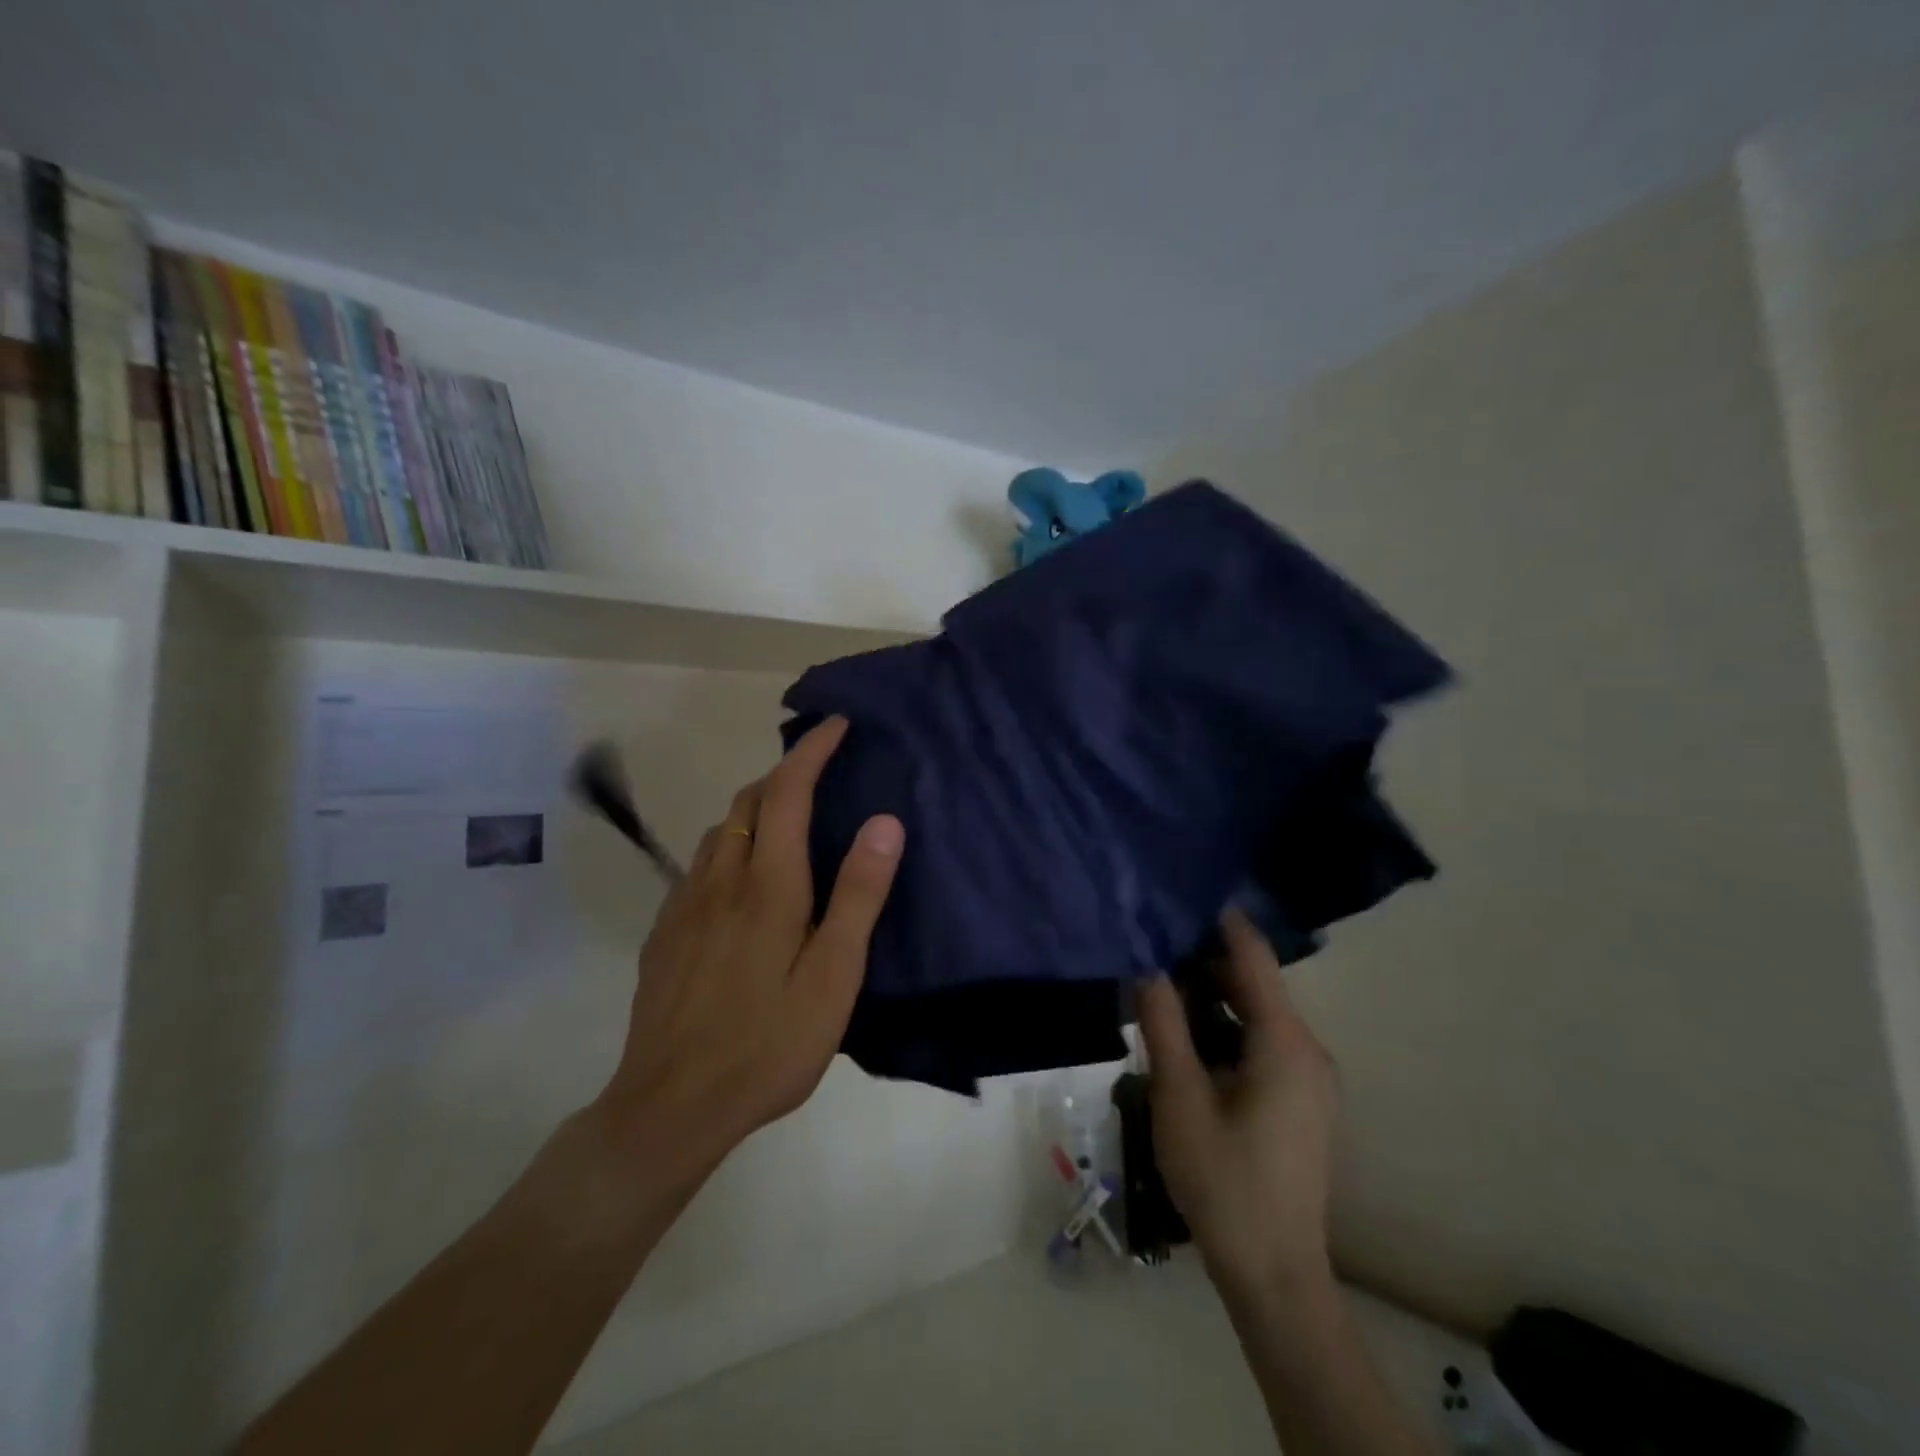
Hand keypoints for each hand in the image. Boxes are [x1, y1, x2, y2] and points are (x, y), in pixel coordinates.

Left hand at [595, 716, 903, 1189]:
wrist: (671, 1105)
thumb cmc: (768, 1042)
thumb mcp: (833, 975)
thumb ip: (859, 895)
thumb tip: (884, 821)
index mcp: (767, 884)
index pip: (788, 791)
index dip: (811, 751)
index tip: (836, 725)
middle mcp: (720, 878)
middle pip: (748, 801)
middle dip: (785, 773)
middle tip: (820, 772)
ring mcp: (684, 904)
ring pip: (720, 830)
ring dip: (755, 807)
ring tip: (787, 818)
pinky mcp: (666, 932)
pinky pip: (700, 865)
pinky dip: (730, 845)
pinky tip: (742, 879)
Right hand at [1139, 909, 1339, 1297]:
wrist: (1273, 1273)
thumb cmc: (1223, 1180)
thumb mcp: (1179, 1097)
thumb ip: (1162, 1024)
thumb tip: (1147, 965)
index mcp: (1285, 1043)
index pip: (1253, 957)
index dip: (1219, 921)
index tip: (1180, 891)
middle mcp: (1308, 1050)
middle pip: (1255, 985)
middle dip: (1204, 963)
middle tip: (1151, 947)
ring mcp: (1310, 1078)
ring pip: (1257, 1015)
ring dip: (1212, 999)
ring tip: (1159, 990)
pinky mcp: (1303, 1100)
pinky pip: (1264, 1043)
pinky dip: (1227, 1029)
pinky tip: (1187, 1041)